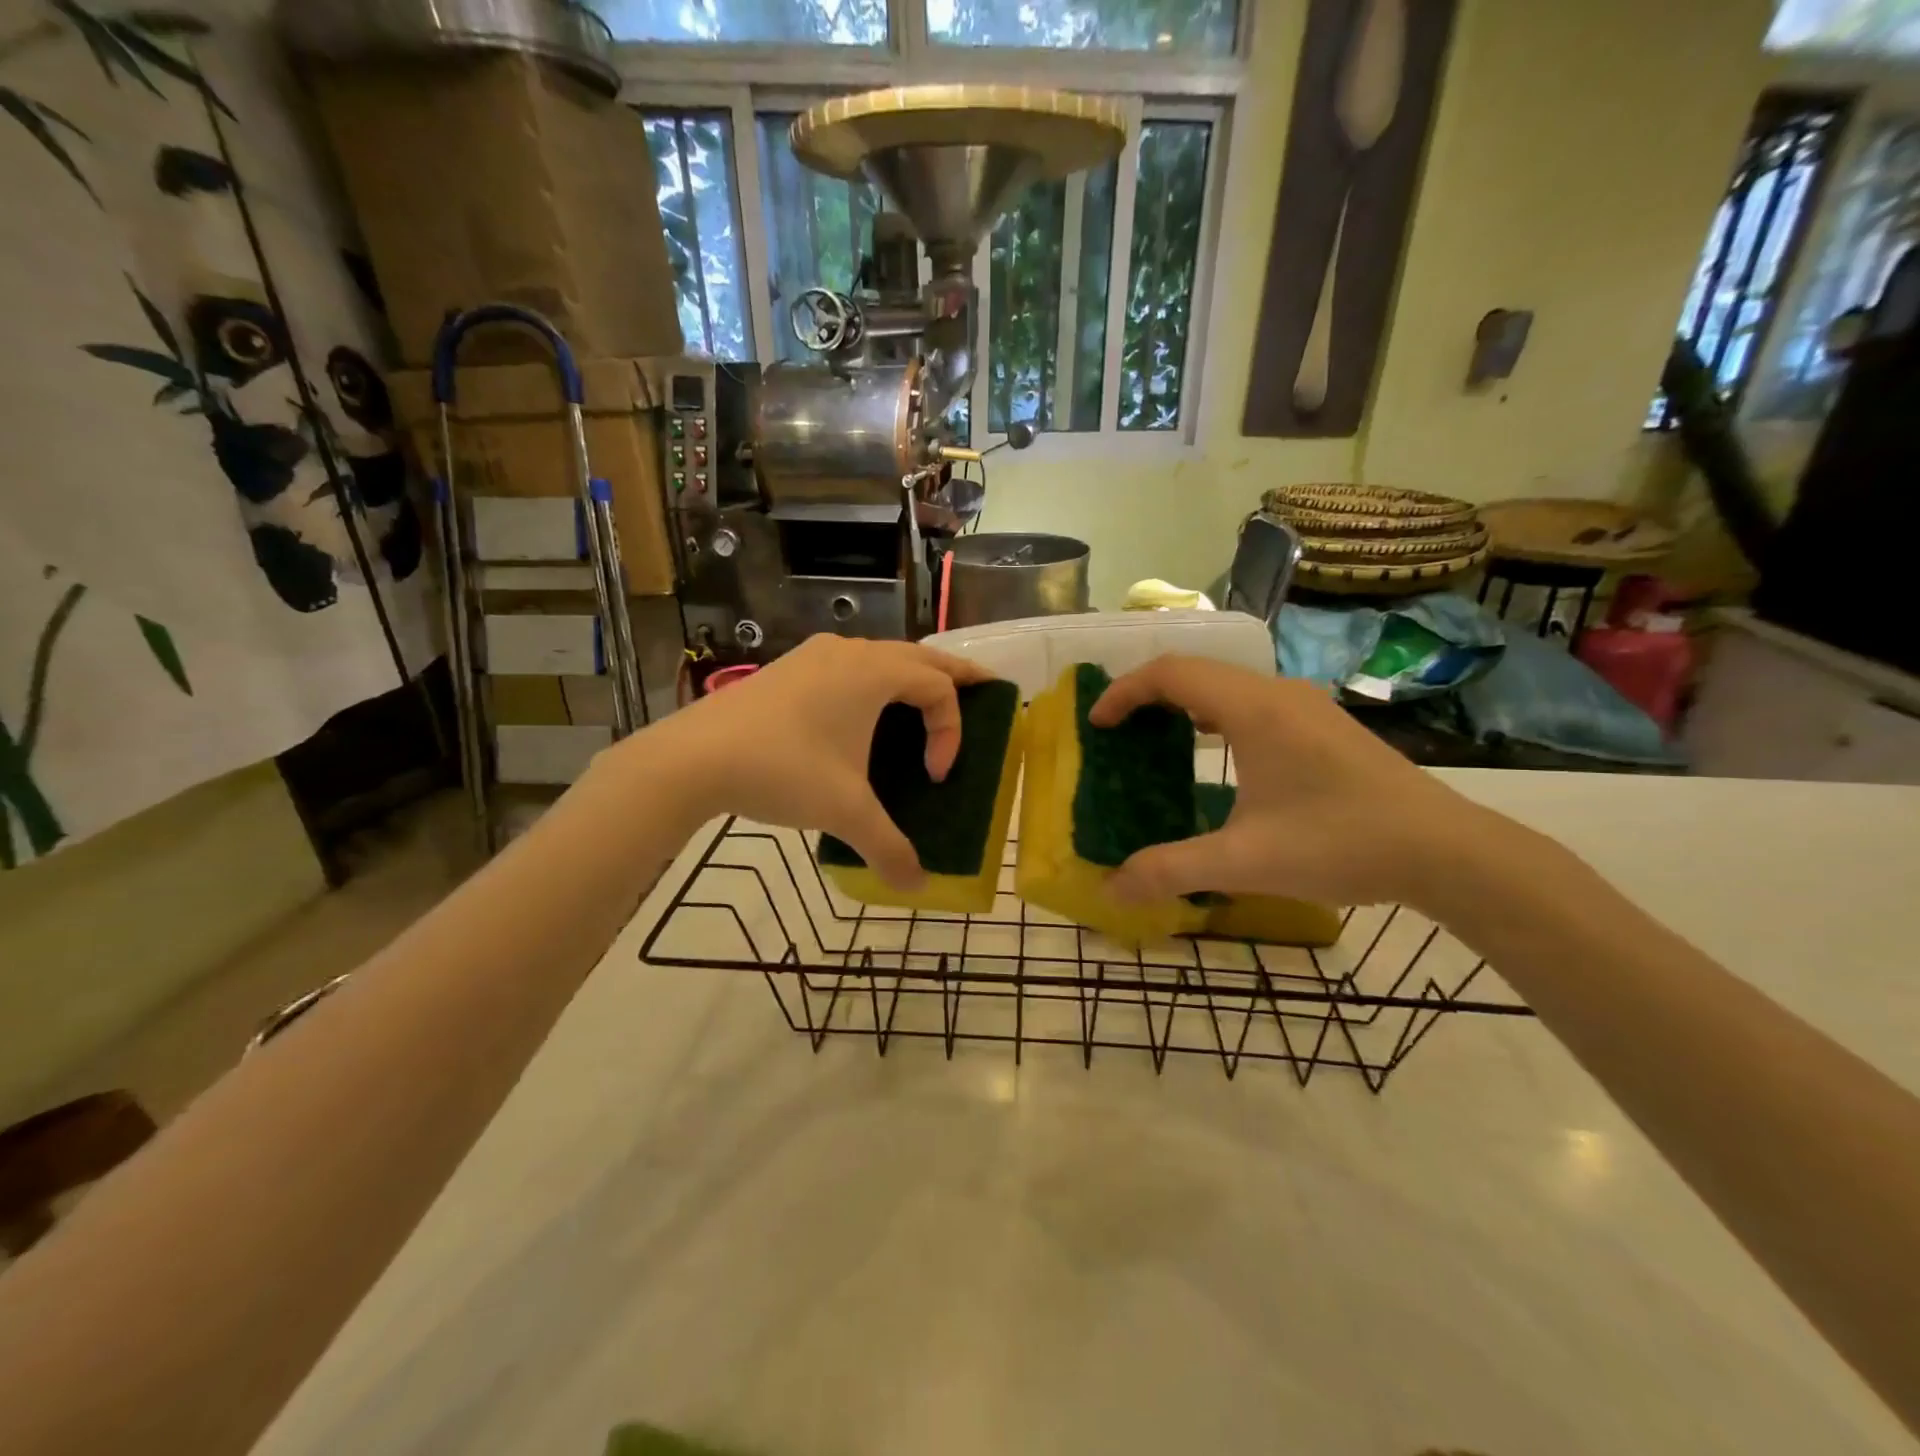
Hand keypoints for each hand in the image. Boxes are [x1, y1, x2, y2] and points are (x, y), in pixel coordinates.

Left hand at [645, 635, 991, 888]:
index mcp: (874, 673)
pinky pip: (850, 666)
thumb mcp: (844, 811)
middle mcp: (850, 653)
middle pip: (920, 656)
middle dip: (955, 675)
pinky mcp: (789, 670)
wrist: (692, 758)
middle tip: (985, 687)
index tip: (934, 777)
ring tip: (926, 699)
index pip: (938, 689)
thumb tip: (916, 887)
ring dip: (911, 675)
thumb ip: (888, 847)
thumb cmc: (782, 770)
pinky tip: (862, 712)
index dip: (950, 731)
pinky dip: (874, 681)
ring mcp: (815, 657)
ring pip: (881, 656)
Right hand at [1089, 656, 1501, 908]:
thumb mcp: (1244, 863)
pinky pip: (1251, 700)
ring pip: (1226, 683)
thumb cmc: (1340, 844)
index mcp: (1253, 710)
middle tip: (1117, 732)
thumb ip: (1170, 870)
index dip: (1124, 692)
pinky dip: (1215, 713)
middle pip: (1195, 670)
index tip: (1097, 724)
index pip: (1171, 674)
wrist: (1446, 851)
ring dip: (1183, 701)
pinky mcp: (1322, 724)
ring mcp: (1305, 705)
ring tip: (1156, 737)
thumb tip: (1111, 887)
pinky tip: (1216, 751)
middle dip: (1146, 694)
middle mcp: (1277, 693)